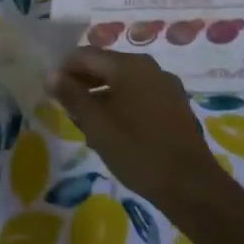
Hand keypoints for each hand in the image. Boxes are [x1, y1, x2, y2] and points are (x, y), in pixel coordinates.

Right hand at [51, 47, 217, 210]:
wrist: (193, 188)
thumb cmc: (137, 150)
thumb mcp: (96, 124)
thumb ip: (71, 95)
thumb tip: (51, 74)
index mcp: (128, 65)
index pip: (86, 55)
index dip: (64, 68)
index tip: (50, 88)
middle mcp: (149, 68)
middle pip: (106, 66)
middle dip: (83, 83)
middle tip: (65, 105)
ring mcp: (166, 87)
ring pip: (124, 83)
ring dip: (101, 96)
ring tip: (86, 121)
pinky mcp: (176, 108)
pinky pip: (140, 96)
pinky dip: (122, 105)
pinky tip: (114, 130)